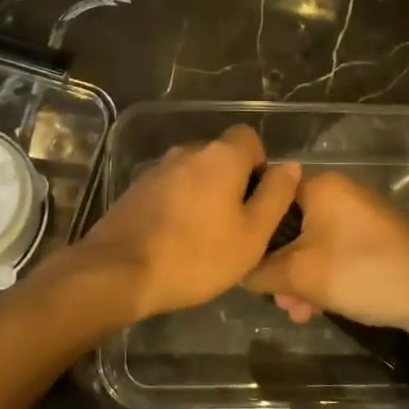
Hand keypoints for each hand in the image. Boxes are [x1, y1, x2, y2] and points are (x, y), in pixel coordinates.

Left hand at [70, 126, 301, 322]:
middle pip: (221, 157)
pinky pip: (171, 190)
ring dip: (205, 196)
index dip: (260, 166)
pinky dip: (180, 206)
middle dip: (234, 184)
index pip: (249, 138)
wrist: (119, 271)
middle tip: (237, 226)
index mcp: (220, 156)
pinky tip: (177, 240)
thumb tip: (289, 166)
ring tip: (207, 238)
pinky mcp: (136, 190)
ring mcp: (157, 169)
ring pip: (195, 175)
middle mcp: (188, 152)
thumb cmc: (196, 255)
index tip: (259, 202)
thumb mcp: (252, 234)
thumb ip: (275, 196)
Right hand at [242, 172, 408, 357]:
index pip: (269, 199)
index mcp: (320, 186)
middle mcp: (340, 192)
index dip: (253, 233)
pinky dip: (323, 277)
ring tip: (298, 312)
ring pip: (312, 244)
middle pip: (290, 226)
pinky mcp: (375, 239)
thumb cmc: (362, 273)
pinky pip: (335, 252)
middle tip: (278, 300)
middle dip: (279, 266)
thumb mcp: (299, 275)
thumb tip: (238, 270)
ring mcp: (360, 216)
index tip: (245, 264)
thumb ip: (260, 271)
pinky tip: (318, 309)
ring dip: (300, 278)